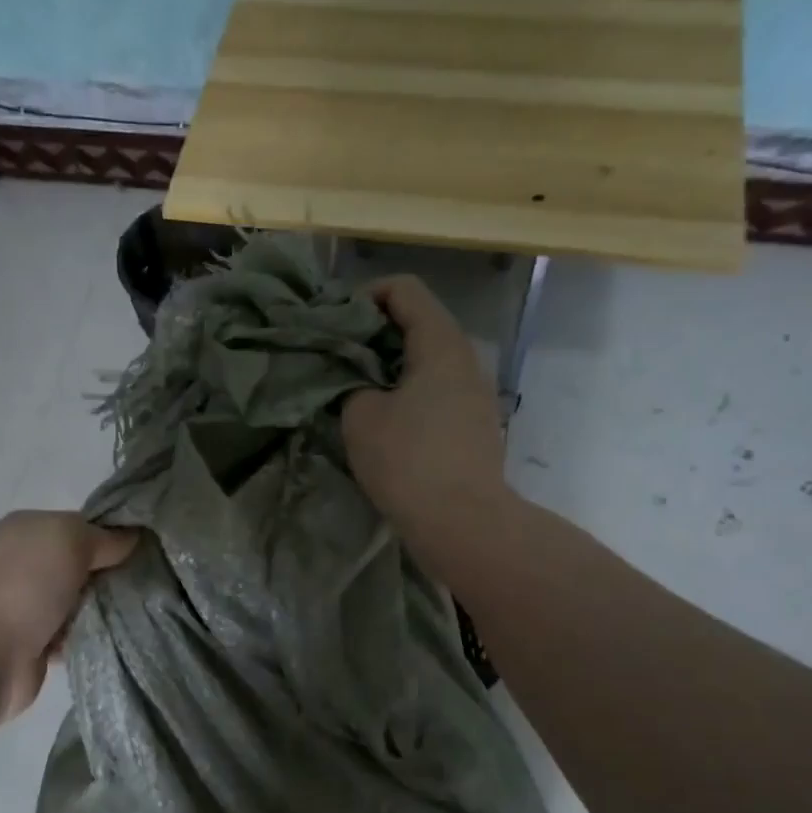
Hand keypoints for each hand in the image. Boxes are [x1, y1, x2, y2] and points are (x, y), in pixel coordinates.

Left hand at [0, 510, 137, 722]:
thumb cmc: (27, 585)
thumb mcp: (70, 540)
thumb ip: (104, 537)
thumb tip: (132, 538)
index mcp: (24, 530)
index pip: (78, 525)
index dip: (110, 534)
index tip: (142, 548)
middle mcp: (23, 563)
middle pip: (82, 563)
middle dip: (109, 572)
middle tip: (144, 581)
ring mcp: (28, 604)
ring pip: (81, 598)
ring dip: (103, 605)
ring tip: (135, 609)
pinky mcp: (36, 641)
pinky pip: (76, 631)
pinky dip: (91, 633)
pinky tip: (114, 633)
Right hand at [343, 276, 508, 545]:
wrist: (462, 522)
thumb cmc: (408, 461)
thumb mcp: (360, 416)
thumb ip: (351, 384)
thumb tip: (357, 383)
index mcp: (441, 343)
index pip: (404, 289)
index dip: (364, 296)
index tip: (335, 325)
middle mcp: (466, 359)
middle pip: (418, 323)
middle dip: (374, 334)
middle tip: (338, 360)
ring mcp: (476, 393)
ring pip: (428, 361)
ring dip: (390, 368)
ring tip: (357, 392)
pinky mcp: (475, 425)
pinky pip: (437, 392)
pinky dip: (408, 394)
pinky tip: (385, 422)